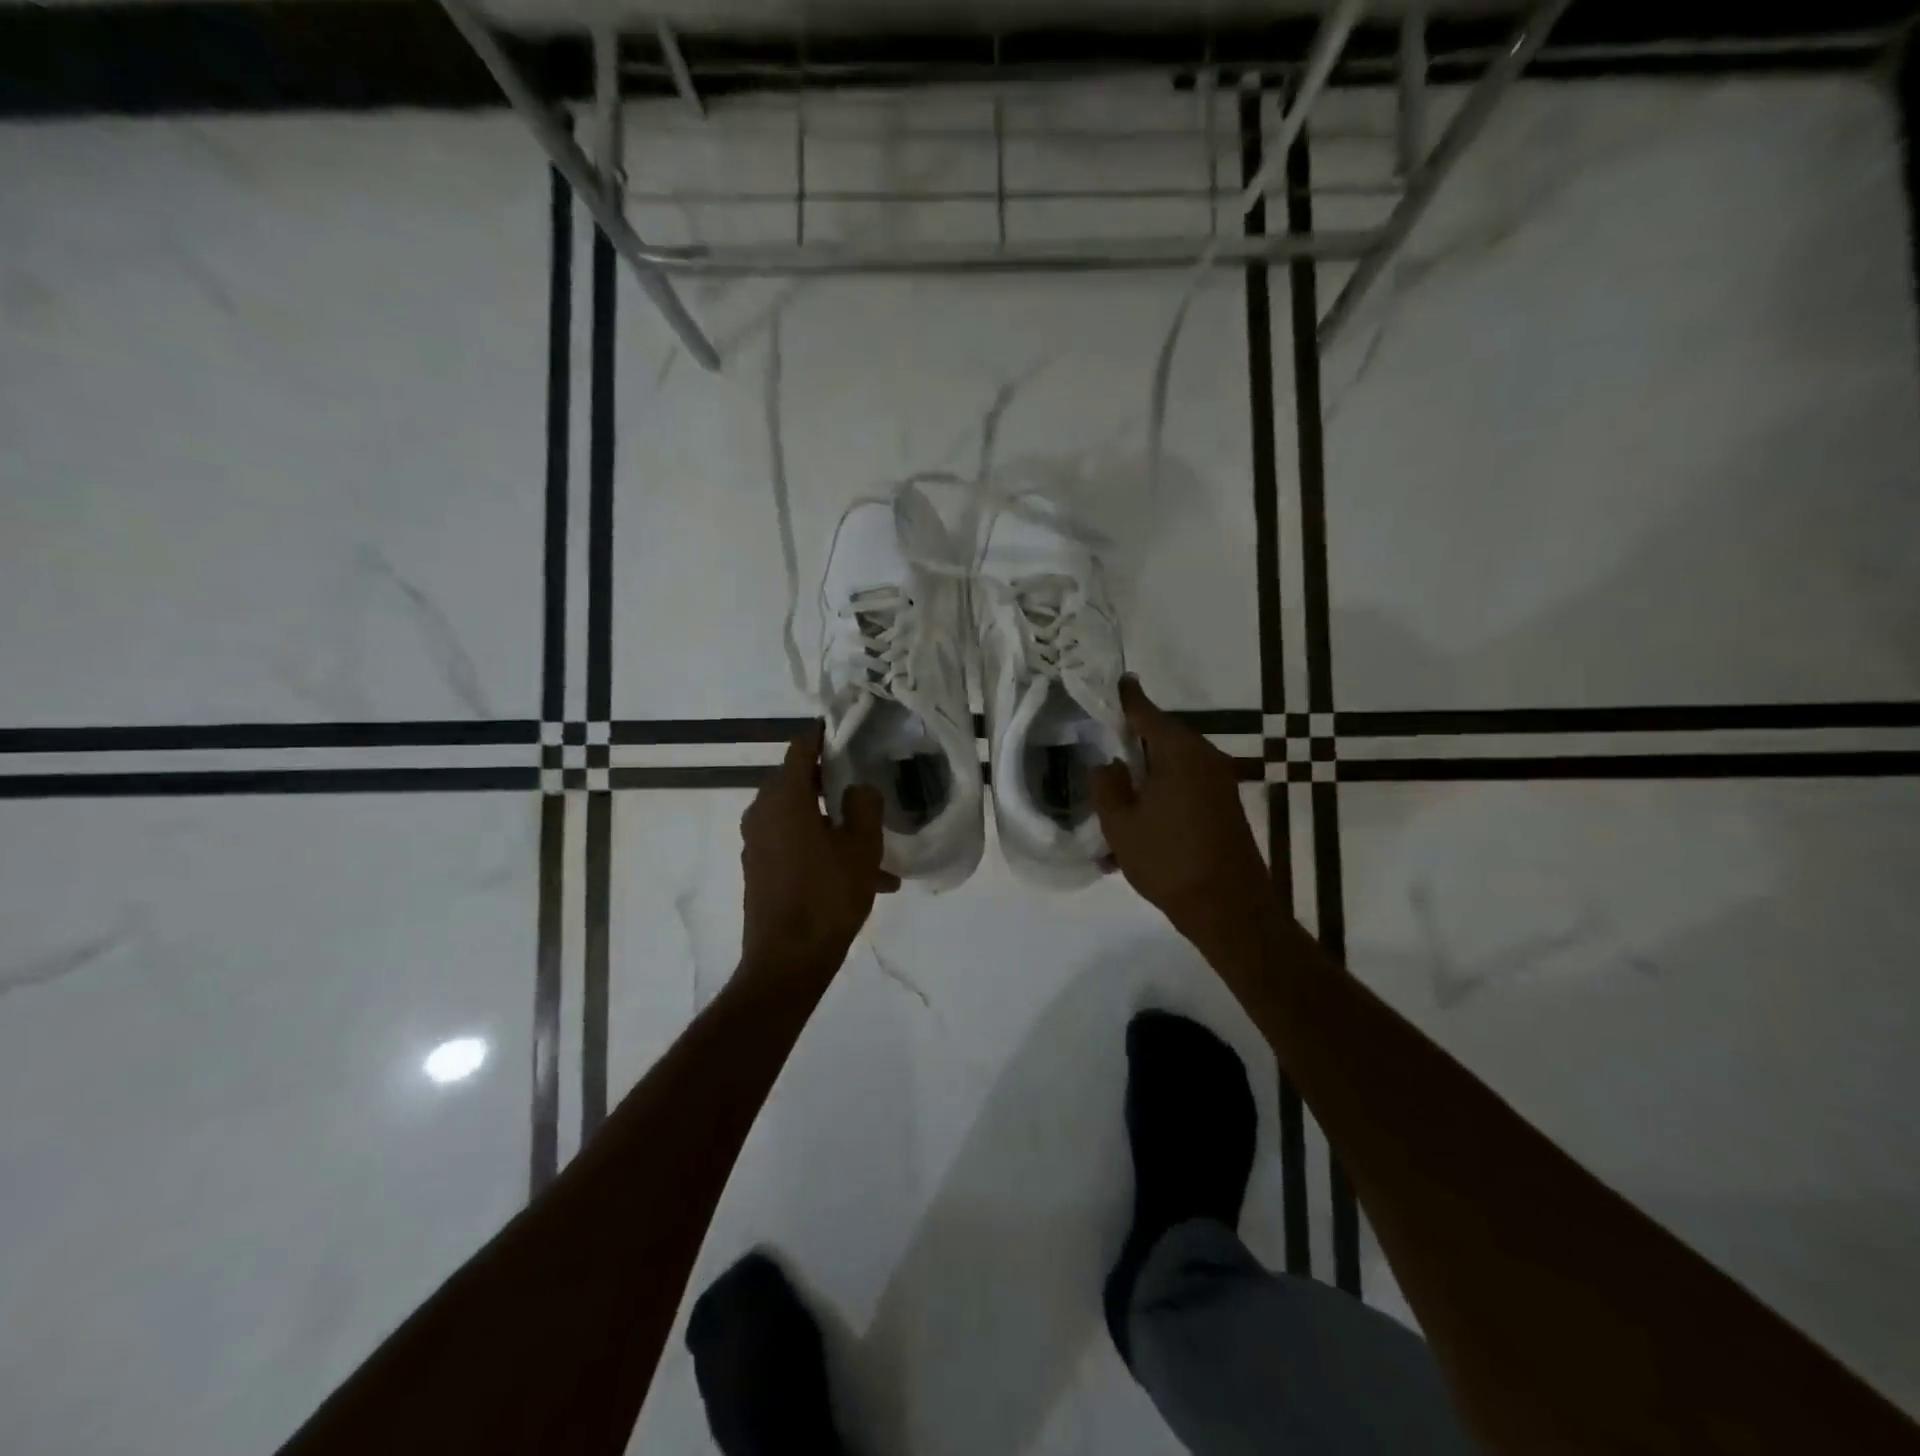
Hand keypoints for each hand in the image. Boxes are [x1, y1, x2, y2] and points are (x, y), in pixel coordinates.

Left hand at [739, 724, 898, 981]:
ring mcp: (756, 843)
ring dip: (832, 824)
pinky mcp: (758, 869)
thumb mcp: (862, 848)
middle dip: (832, 783)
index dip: (822, 735)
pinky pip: (792, 844)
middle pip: (798, 782)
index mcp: (784, 799)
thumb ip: (865, 806)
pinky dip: (819, 848)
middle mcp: (762, 813)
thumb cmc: (828, 896)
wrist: (787, 961)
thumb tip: (858, 788)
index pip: (801, 749)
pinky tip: (856, 875)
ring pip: (799, 818)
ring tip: (872, 846)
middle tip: (863, 785)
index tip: (842, 728)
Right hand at [1093, 678, 1269, 951]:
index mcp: (1180, 752)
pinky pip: (1183, 790)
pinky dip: (1158, 800)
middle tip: (1099, 744)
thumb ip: (1107, 786)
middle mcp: (1204, 759)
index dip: (1125, 697)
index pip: (1146, 712)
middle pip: (1160, 738)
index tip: (1112, 681)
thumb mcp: (1120, 824)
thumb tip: (1109, 764)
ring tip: (1112, 801)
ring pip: (1170, 768)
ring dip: (1142, 779)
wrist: (1229, 909)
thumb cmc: (1169, 860)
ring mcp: (1218, 784)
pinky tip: (1135, 832)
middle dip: (1129, 742)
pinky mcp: (1222, 808)